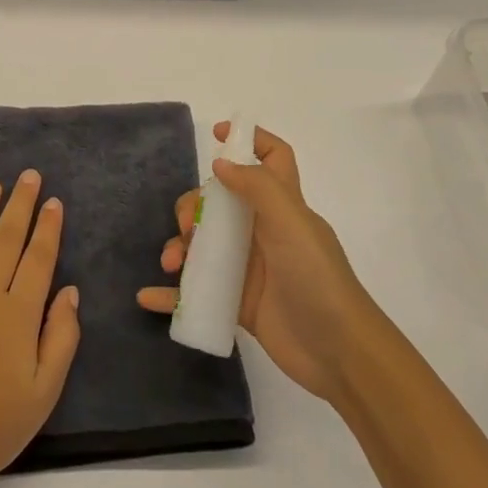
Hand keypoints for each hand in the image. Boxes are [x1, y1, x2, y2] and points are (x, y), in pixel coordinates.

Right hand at [137, 123, 373, 402]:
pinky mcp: (238, 301)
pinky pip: (197, 291)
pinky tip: (149, 297)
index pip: (273, 159)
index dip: (250, 139)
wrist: (338, 353)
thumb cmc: (316, 278)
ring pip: (203, 243)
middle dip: (194, 207)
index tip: (216, 134)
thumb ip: (257, 187)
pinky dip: (172, 294)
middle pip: (219, 202)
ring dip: (178, 247)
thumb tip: (220, 163)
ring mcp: (249, 267)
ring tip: (171, 265)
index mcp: (281, 205)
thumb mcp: (291, 223)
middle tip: (187, 228)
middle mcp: (263, 230)